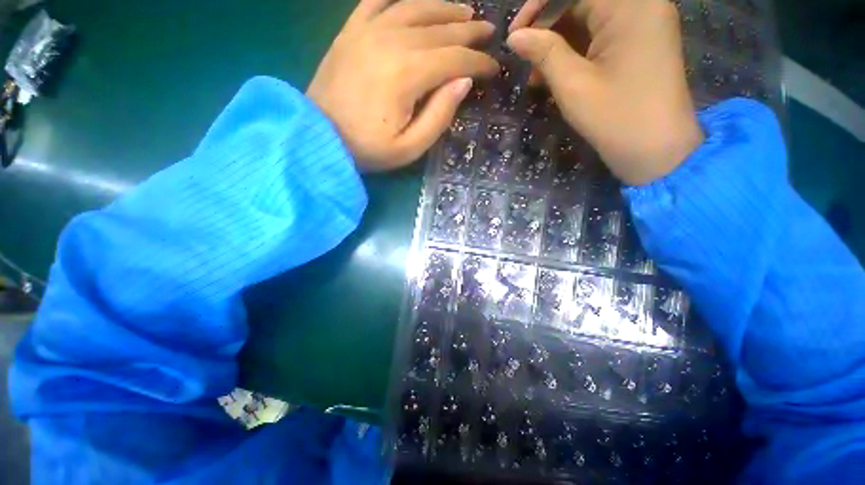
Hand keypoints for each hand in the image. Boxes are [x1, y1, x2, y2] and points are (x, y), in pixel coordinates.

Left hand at [307, 0, 498, 170]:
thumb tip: (463, 81)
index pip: (455, 58)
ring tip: (465, 12)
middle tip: (488, 33)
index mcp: (408, 73)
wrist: (319, 136)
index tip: (494, 69)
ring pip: (416, 7)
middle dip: (469, 32)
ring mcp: (368, 30)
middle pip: (441, 29)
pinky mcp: (351, 30)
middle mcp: (391, 40)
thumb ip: (439, 115)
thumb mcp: (410, 147)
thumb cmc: (368, 149)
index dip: (479, 62)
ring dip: (445, 8)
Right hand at [507, 0, 702, 185]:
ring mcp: (643, 23)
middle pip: (583, 1)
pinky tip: (556, 75)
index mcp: (630, 5)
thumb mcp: (573, 85)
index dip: (538, 6)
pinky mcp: (640, 43)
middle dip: (548, 25)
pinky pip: (601, 35)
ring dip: (559, 42)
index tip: (515, 35)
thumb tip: (516, 37)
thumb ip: (544, 53)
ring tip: (537, 75)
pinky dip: (576, 51)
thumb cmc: (615, 118)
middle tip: (525, 56)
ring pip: (589, 18)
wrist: (657, 151)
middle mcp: (641, 4)